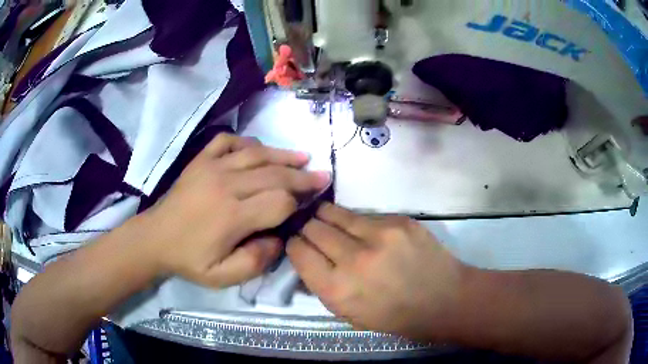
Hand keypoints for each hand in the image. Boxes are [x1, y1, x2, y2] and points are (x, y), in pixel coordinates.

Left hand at [141, 134, 330, 287]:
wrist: (155, 238)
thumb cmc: (189, 259)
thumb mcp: (222, 277)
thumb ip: (255, 262)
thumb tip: (279, 238)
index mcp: (231, 216)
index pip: (278, 202)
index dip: (298, 203)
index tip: (309, 204)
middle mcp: (225, 184)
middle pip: (274, 174)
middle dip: (302, 176)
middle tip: (323, 176)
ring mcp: (211, 166)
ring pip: (256, 153)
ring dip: (283, 155)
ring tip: (304, 158)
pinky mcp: (201, 159)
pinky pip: (229, 141)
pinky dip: (248, 143)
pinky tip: (259, 150)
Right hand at [287, 203, 467, 340]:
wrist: (444, 300)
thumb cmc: (395, 317)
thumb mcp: (349, 315)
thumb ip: (323, 287)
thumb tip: (305, 260)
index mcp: (337, 290)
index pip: (298, 251)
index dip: (295, 245)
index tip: (299, 244)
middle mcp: (353, 259)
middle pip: (313, 227)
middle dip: (307, 228)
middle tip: (313, 231)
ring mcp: (379, 235)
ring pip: (334, 212)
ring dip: (327, 217)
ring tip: (331, 222)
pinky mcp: (399, 221)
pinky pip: (364, 214)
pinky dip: (357, 221)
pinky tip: (365, 230)